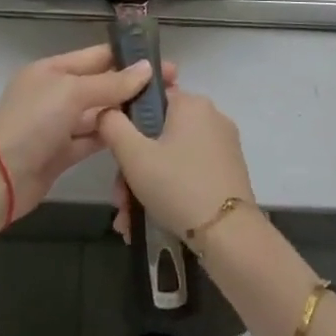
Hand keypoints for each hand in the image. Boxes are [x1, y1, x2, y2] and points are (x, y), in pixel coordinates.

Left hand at [0, 45, 176, 222]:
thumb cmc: (33, 122)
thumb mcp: (71, 93)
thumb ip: (110, 83)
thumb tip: (146, 68)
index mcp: (53, 69)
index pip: (97, 56)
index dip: (129, 58)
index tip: (163, 62)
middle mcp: (56, 93)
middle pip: (100, 84)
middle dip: (132, 86)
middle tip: (173, 90)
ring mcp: (58, 124)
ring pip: (98, 113)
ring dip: (125, 112)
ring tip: (162, 113)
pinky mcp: (62, 154)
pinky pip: (92, 139)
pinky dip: (112, 137)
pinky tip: (138, 137)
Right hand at [95, 89, 254, 247]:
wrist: (229, 235)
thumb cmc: (177, 186)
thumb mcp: (133, 155)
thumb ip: (112, 125)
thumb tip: (106, 111)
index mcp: (191, 103)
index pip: (149, 100)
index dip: (127, 126)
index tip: (116, 157)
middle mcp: (211, 117)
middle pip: (158, 135)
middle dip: (134, 168)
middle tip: (121, 199)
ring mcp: (223, 146)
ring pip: (172, 158)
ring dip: (146, 185)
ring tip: (131, 220)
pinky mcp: (229, 171)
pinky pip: (190, 172)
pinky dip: (170, 191)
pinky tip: (152, 219)